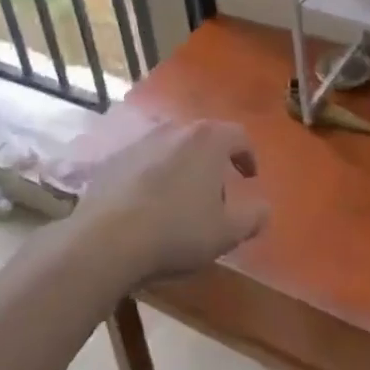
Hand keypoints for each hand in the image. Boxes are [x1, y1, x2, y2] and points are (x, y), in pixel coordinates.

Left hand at [77, 119, 267, 282]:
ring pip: (172, 147)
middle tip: (216, 192)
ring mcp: (140, 141)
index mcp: (208, 139)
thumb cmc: (176, 232)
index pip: (239, 135)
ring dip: (182, 167)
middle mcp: (175, 129)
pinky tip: (148, 206)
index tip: (249, 178)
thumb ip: (252, 218)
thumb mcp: (226, 233)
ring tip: (181, 199)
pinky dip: (153, 176)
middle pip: (203, 138)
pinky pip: (144, 162)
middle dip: (214, 161)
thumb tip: (264, 208)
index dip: (248, 156)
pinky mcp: (113, 159)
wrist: (105, 240)